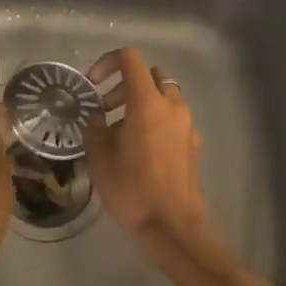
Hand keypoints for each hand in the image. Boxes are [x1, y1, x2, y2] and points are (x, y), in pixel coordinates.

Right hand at [83, 49, 212, 257]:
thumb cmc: (132, 190)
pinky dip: (156, 122)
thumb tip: (97, 120)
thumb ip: (94, 130)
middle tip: (106, 111)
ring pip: (164, 98)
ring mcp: (187, 125)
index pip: (130, 61)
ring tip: (121, 133)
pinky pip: (172, 120)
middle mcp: (172, 106)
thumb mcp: (99, 159)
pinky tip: (141, 151)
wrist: (172, 225)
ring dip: (142, 104)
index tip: (93, 85)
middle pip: (150, 76)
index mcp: (147, 103)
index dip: (107, 63)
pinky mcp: (193, 144)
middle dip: (125, 86)